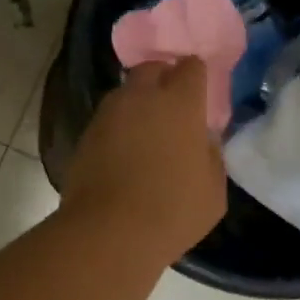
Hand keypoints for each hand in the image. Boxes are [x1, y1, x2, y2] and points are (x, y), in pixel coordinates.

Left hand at [62, 59, 226, 262]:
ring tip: (146, 131)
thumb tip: (202, 140)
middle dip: (164, 79)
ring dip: (138, 102)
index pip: (191, 67)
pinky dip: (119, 126)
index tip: (200, 93)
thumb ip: (211, 155)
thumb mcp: (213, 190)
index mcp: (180, 103)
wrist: (108, 231)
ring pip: (126, 92)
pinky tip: (124, 151)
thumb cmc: (172, 211)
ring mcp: (109, 112)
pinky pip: (108, 118)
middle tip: (173, 106)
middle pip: (153, 69)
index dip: (196, 76)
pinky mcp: (86, 133)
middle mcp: (142, 97)